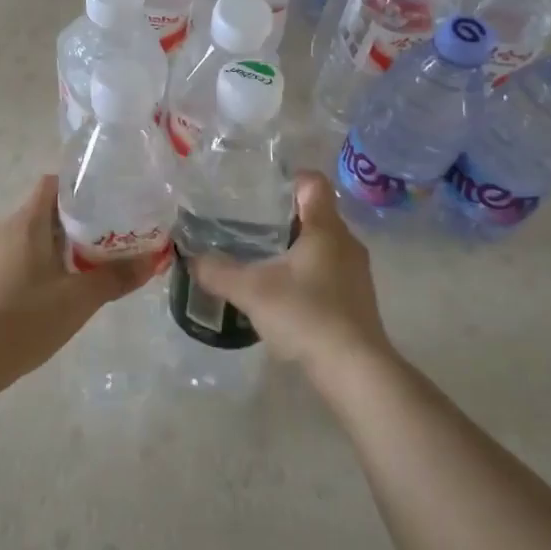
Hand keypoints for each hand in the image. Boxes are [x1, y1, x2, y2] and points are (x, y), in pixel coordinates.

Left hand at [0, 175, 153, 383]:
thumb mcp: (79, 299)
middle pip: (45, 212)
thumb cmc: (25, 318)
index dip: (80, 188)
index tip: (108, 202)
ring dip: (59, 247)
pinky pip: (17, 260)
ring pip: (31, 238)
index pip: (53, 184)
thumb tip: (152, 261)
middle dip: (77, 222)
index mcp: (27, 221)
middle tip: (109, 238)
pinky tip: (56, 293)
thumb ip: (116, 277)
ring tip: (89, 266)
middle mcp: (5, 229)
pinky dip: (39, 267)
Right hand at [189, 171, 394, 392]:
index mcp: (326, 228)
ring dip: (295, 247)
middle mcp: (347, 243)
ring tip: (261, 259)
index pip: (313, 183)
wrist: (354, 370)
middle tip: (249, 225)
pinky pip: (329, 272)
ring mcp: (356, 273)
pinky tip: (283, 294)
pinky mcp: (358, 300)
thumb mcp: (251, 291)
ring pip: (323, 245)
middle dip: (284, 216)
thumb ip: (218, 272)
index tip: (261, 189)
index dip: (289, 179)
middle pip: (317, 214)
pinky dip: (307, 274)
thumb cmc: (306, 315)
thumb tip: (192, 259)